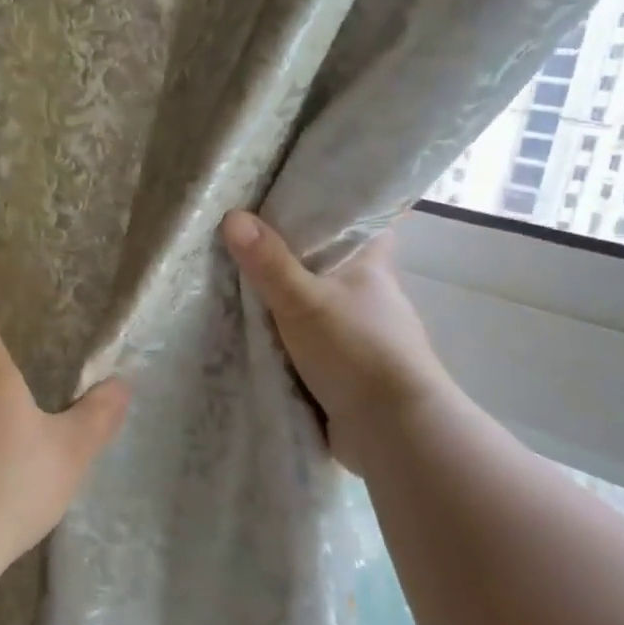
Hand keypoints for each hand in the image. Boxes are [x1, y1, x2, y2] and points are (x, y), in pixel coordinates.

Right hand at [221, 211, 451, 474]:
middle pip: (326, 260)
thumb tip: (232, 216)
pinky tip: (250, 328)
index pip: (358, 219)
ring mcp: (357, 331)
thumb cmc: (356, 350)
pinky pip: (305, 338)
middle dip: (291, 252)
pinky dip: (283, 334)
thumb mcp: (303, 301)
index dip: (329, 205)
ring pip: (314, 301)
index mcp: (370, 264)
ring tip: (235, 277)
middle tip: (244, 234)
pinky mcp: (344, 365)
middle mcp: (367, 292)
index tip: (289, 194)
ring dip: (284, 297)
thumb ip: (268, 263)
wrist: (392, 430)